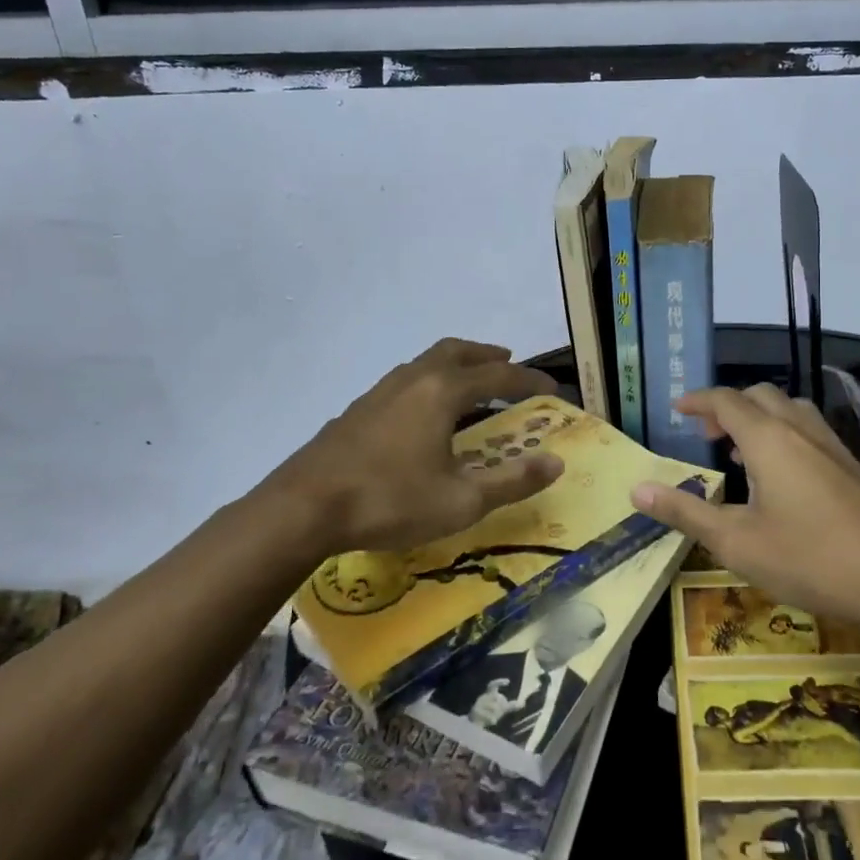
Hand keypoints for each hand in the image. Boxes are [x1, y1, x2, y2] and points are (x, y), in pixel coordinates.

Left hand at [267, 339, 562, 555]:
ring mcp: (380, 392)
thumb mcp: (461, 500)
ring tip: (469, 384)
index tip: (553, 388)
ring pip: (425, 362)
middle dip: (487, 355)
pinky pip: (405, 382)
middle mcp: (413, 379)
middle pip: (457, 351)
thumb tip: (556, 462)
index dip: (529, 380)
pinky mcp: (357, 410)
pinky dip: (428, 383)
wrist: (304, 508)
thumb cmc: (391, 501)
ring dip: (454, 365)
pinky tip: (423, 415)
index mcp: (442, 392)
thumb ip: (512, 481)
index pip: (498, 375)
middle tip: (507, 362)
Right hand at [471, 678, 514, 726]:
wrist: (475, 724)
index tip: (508, 681)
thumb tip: (523, 703)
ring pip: (491, 706)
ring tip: (495, 719)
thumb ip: (512, 706)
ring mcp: (477, 705)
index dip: (500, 682)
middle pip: (494, 696)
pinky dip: (491, 719)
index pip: (493, 685)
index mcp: (489, 694)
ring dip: (495, 713)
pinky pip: (486, 715)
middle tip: (501, 711)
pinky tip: (493, 722)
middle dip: (499, 705)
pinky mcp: (474, 713)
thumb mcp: (501, 709)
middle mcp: (482, 697)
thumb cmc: (490, 713)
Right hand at [629, 384, 859, 633]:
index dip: (698, 400)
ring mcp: (833, 446)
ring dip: (759, 418)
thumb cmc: (810, 559)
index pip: (726, 401)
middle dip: (728, 406)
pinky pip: (809, 431)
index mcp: (768, 439)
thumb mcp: (737, 542)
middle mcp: (800, 430)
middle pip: (760, 396)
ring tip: (739, 451)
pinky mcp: (853, 467)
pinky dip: (784, 435)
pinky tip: (783, 477)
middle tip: (706, 433)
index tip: (677, 408)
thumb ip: (685, 512)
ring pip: (790, 410)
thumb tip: (636, 489)